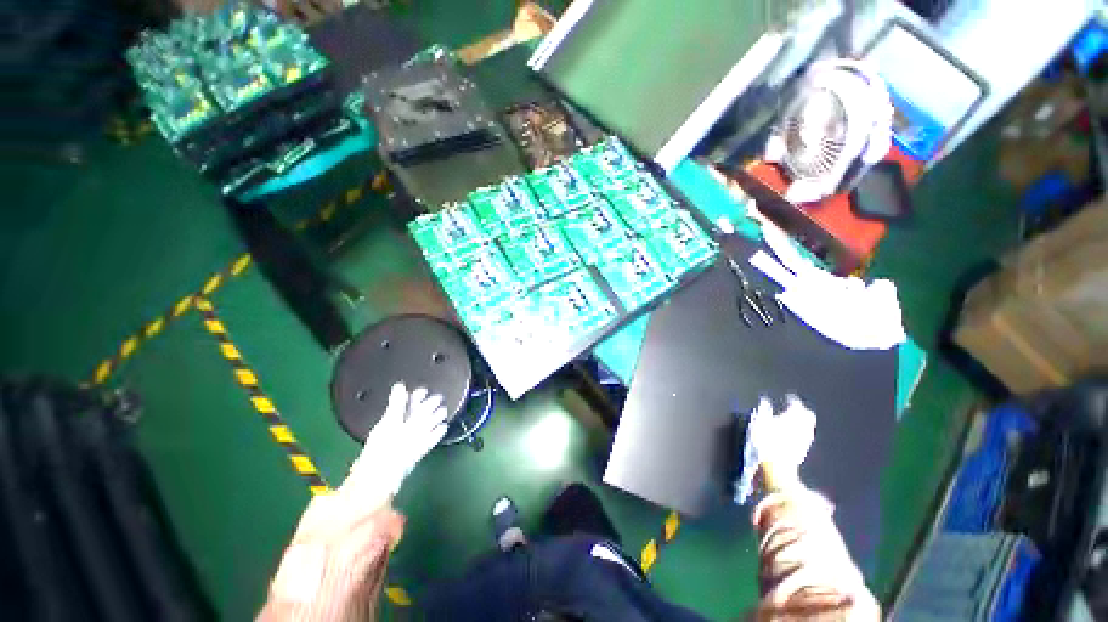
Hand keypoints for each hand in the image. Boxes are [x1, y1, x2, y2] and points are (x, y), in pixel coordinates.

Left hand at [345, 383, 449, 505]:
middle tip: (439, 398)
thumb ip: (396, 404)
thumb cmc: (381, 448)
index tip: (424, 390)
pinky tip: (443, 428)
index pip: (406, 404)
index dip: (416, 397)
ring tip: (443, 411)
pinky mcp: (418, 452)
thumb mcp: (390, 422)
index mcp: (393, 420)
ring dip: (435, 418)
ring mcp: (410, 441)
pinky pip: (429, 441)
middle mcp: (402, 429)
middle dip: (428, 406)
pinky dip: (436, 434)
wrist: (380, 478)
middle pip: (418, 414)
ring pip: (425, 426)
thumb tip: (399, 385)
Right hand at [749, 395, 815, 491]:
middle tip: (797, 409)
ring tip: (794, 422)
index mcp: (792, 418)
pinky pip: (805, 438)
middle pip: (808, 416)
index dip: (793, 401)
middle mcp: (802, 428)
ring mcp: (804, 441)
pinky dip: (801, 434)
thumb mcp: (759, 423)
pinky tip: (794, 436)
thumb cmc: (766, 443)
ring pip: (808, 427)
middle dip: (803, 412)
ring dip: (802, 423)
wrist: (778, 469)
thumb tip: (765, 401)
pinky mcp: (802, 452)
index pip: (796, 405)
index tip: (790, 398)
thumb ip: (764, 411)